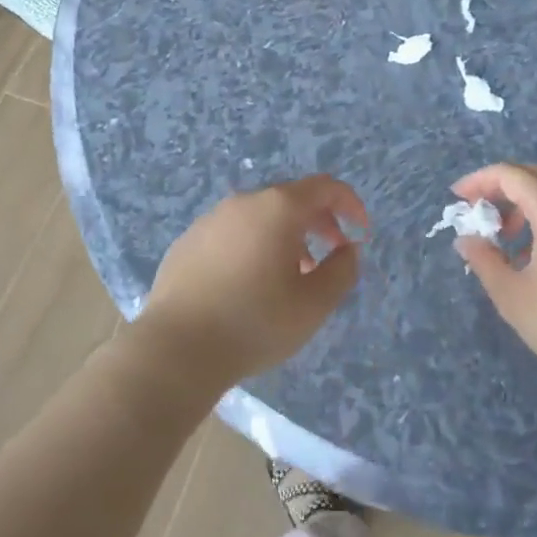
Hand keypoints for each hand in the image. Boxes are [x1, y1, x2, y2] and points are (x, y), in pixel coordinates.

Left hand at [133, 176, 367, 392]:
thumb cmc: (254, 323)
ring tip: (292, 275)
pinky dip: (253, 246)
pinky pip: (232, 233)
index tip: (361, 232)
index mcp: (278, 208)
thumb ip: (342, 271)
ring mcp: (211, 219)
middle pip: (291, 199)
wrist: (176, 348)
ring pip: (260, 216)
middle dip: (319, 222)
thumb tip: (348, 250)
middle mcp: (244, 202)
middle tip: (331, 254)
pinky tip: (249, 284)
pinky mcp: (188, 241)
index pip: (325, 187)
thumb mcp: (314, 304)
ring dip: (285, 236)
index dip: (350, 204)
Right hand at [449, 163, 536, 395]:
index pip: (511, 175)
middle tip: (481, 215)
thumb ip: (484, 260)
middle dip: (502, 189)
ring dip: (527, 205)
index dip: (479, 180)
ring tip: (509, 243)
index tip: (458, 198)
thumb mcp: (512, 296)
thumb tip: (466, 239)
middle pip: (536, 176)